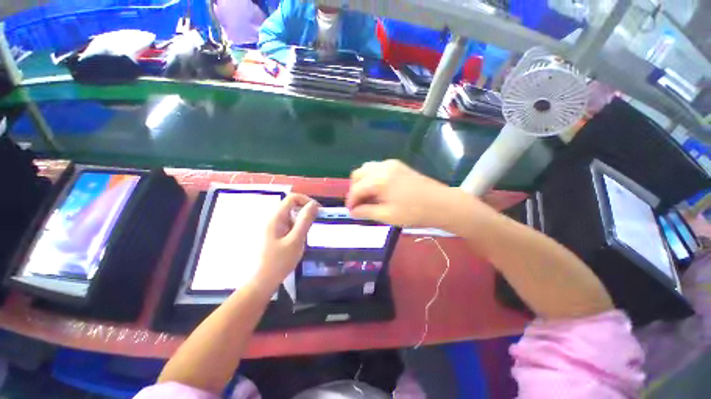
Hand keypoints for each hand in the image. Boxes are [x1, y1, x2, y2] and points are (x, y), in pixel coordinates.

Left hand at [258, 194, 318, 287]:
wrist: (263, 281)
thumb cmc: (279, 261)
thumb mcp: (296, 240)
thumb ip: (305, 221)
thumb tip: (314, 205)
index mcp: (276, 218)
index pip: (292, 198)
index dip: (306, 200)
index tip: (318, 210)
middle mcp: (273, 219)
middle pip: (292, 206)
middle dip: (305, 212)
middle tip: (314, 224)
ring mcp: (273, 227)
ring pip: (291, 215)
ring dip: (302, 221)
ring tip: (305, 236)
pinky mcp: (275, 234)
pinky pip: (289, 224)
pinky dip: (297, 228)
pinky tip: (298, 240)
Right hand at [346, 160, 452, 227]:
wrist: (442, 204)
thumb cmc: (414, 212)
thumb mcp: (387, 215)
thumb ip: (366, 211)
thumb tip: (352, 211)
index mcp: (379, 180)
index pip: (356, 189)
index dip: (351, 201)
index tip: (351, 212)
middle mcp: (382, 167)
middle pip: (358, 174)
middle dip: (355, 189)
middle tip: (359, 204)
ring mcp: (391, 164)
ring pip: (367, 169)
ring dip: (363, 182)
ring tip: (368, 198)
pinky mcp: (398, 165)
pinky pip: (378, 168)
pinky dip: (373, 178)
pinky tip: (379, 190)